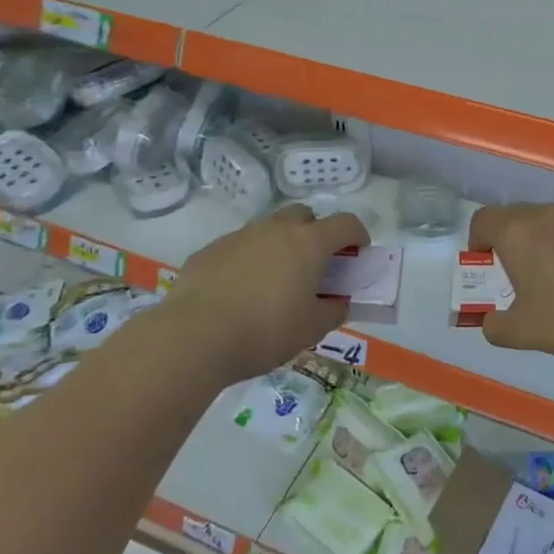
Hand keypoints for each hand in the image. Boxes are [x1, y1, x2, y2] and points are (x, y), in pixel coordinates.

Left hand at [159, 205, 369, 377]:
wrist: (194, 337)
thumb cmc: (265, 331)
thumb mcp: (312, 329)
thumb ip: (333, 311)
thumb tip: (338, 302)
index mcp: (308, 243)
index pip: (345, 223)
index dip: (358, 235)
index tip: (359, 253)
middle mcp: (275, 229)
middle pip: (304, 215)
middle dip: (315, 232)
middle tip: (315, 264)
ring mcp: (239, 236)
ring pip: (268, 229)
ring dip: (280, 245)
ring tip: (275, 281)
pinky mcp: (210, 251)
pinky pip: (239, 247)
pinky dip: (248, 261)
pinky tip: (240, 292)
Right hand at [466, 203, 553, 359]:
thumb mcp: (522, 332)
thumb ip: (495, 327)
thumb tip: (490, 323)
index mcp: (518, 232)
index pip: (483, 219)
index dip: (477, 240)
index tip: (485, 264)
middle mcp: (547, 214)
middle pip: (515, 216)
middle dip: (510, 240)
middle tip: (518, 274)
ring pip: (550, 221)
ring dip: (543, 241)